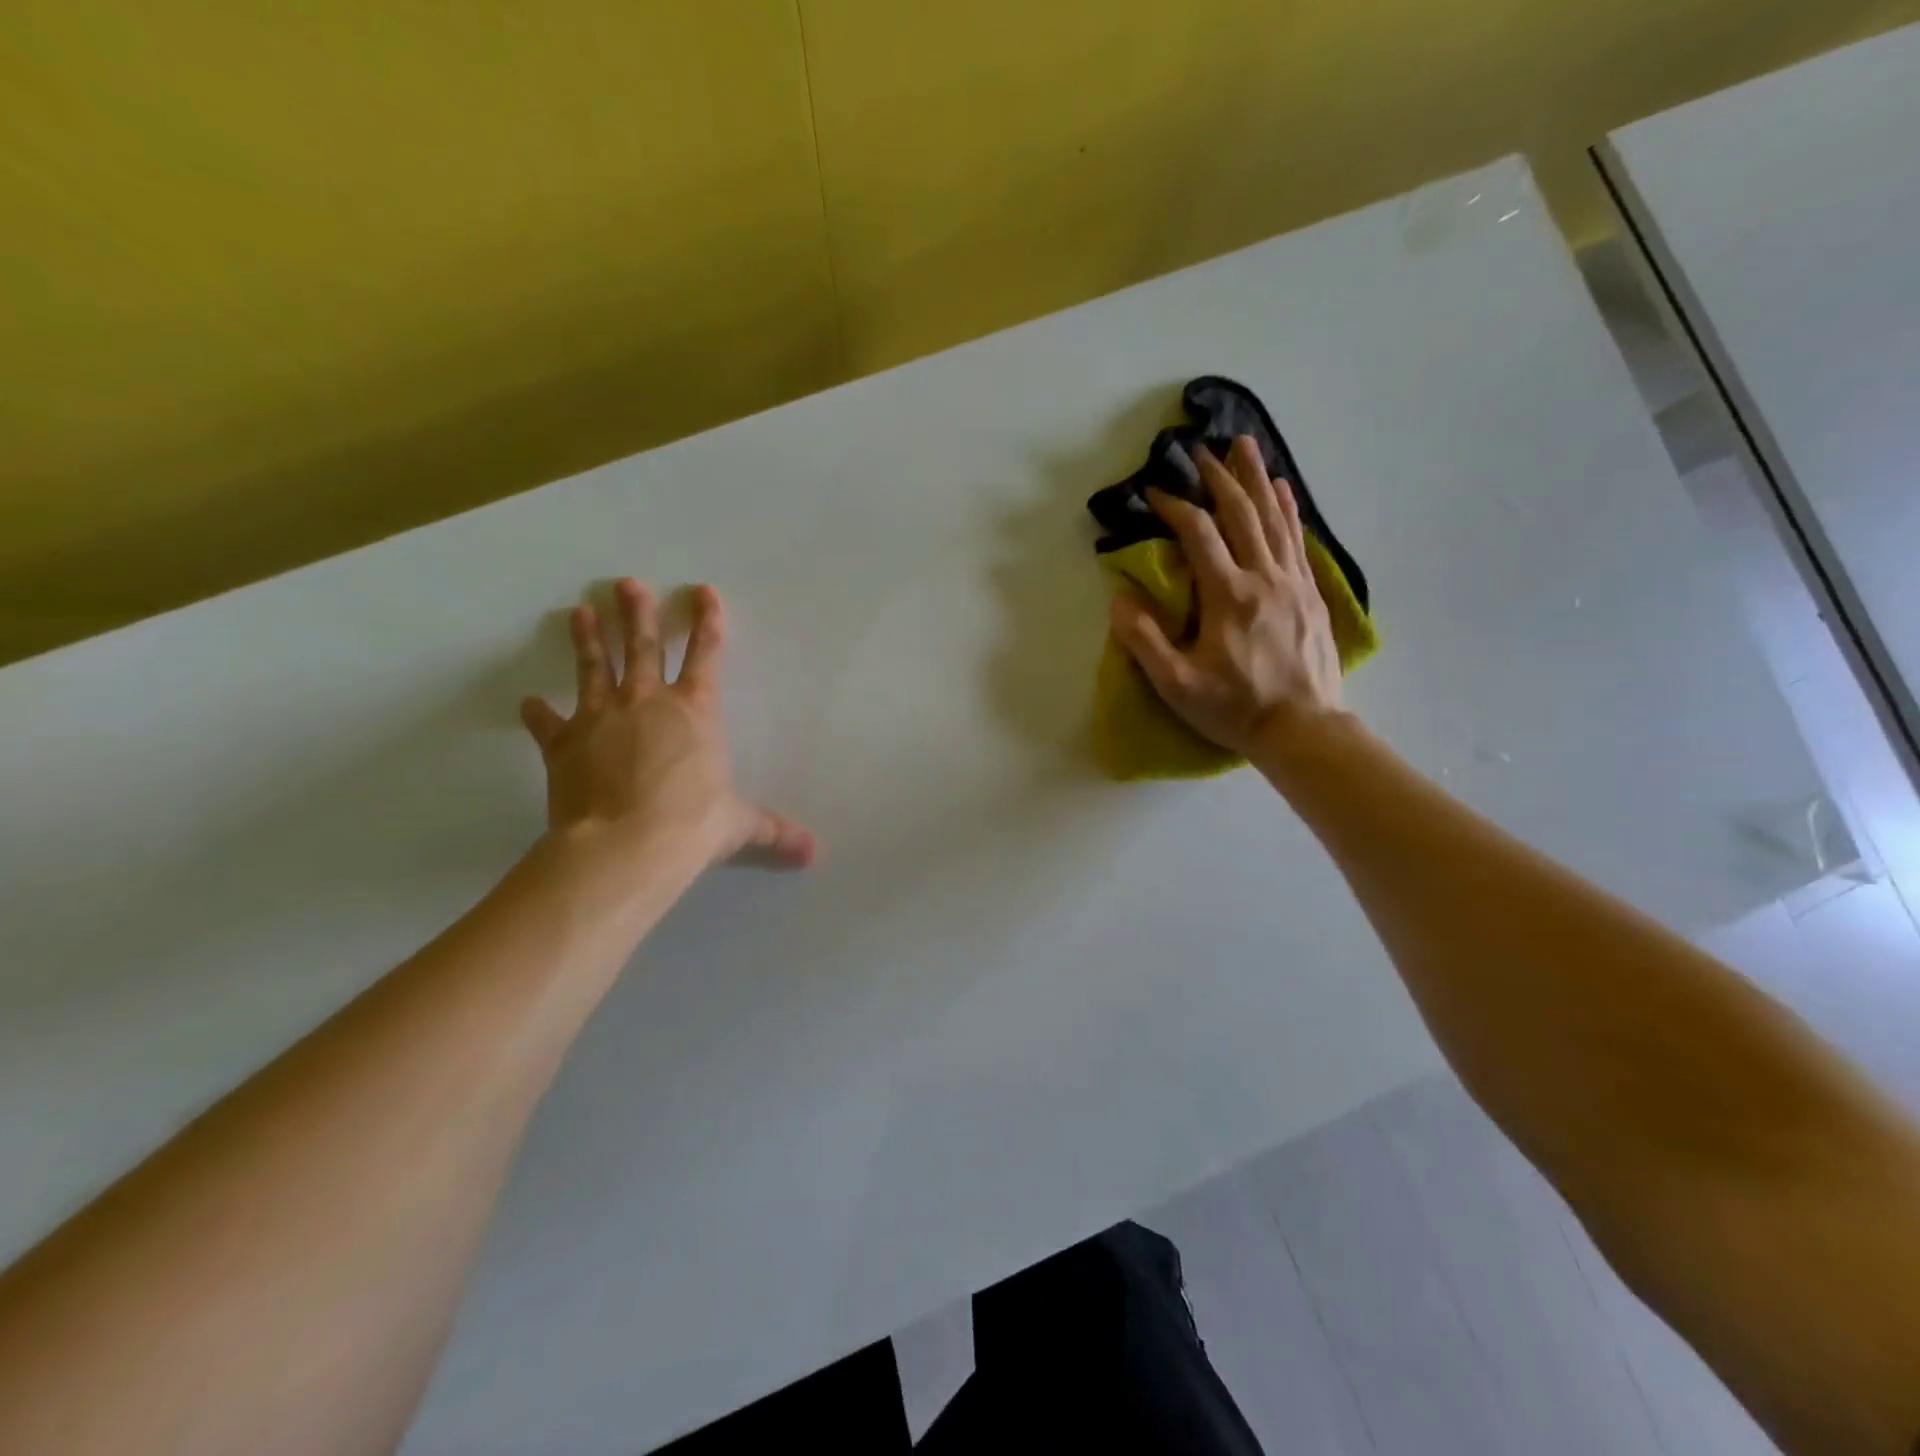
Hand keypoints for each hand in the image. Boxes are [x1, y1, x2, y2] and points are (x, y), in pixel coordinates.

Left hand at [519, 579, 816, 870]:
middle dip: (637, 613)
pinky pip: (549, 724)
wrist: (626, 846)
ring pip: (594, 668)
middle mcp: (647, 703)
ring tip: (580, 611)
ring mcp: (601, 718)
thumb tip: (814, 853)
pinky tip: (528, 702)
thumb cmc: (692, 825)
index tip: (702, 591)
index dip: (707, 621)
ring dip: (588, 639)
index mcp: (695, 712)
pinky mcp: (564, 744)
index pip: (706, 655)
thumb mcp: (739, 825)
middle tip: (625, 584)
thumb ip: (774, 831)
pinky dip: (539, 714)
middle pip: (642, 646)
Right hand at [1109, 435, 1345, 757]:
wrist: (1303, 729)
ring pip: (1275, 518)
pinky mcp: (1312, 594)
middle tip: (1200, 450)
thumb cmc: (1234, 708)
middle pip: (1241, 513)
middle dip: (1218, 477)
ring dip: (1256, 478)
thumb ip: (1144, 640)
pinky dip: (1288, 508)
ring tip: (1245, 445)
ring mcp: (1294, 583)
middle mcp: (1265, 578)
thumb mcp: (1176, 685)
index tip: (1155, 492)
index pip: (1198, 535)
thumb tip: (1120, 599)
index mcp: (1228, 596)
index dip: (1175, 508)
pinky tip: (1282, 488)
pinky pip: (1298, 539)